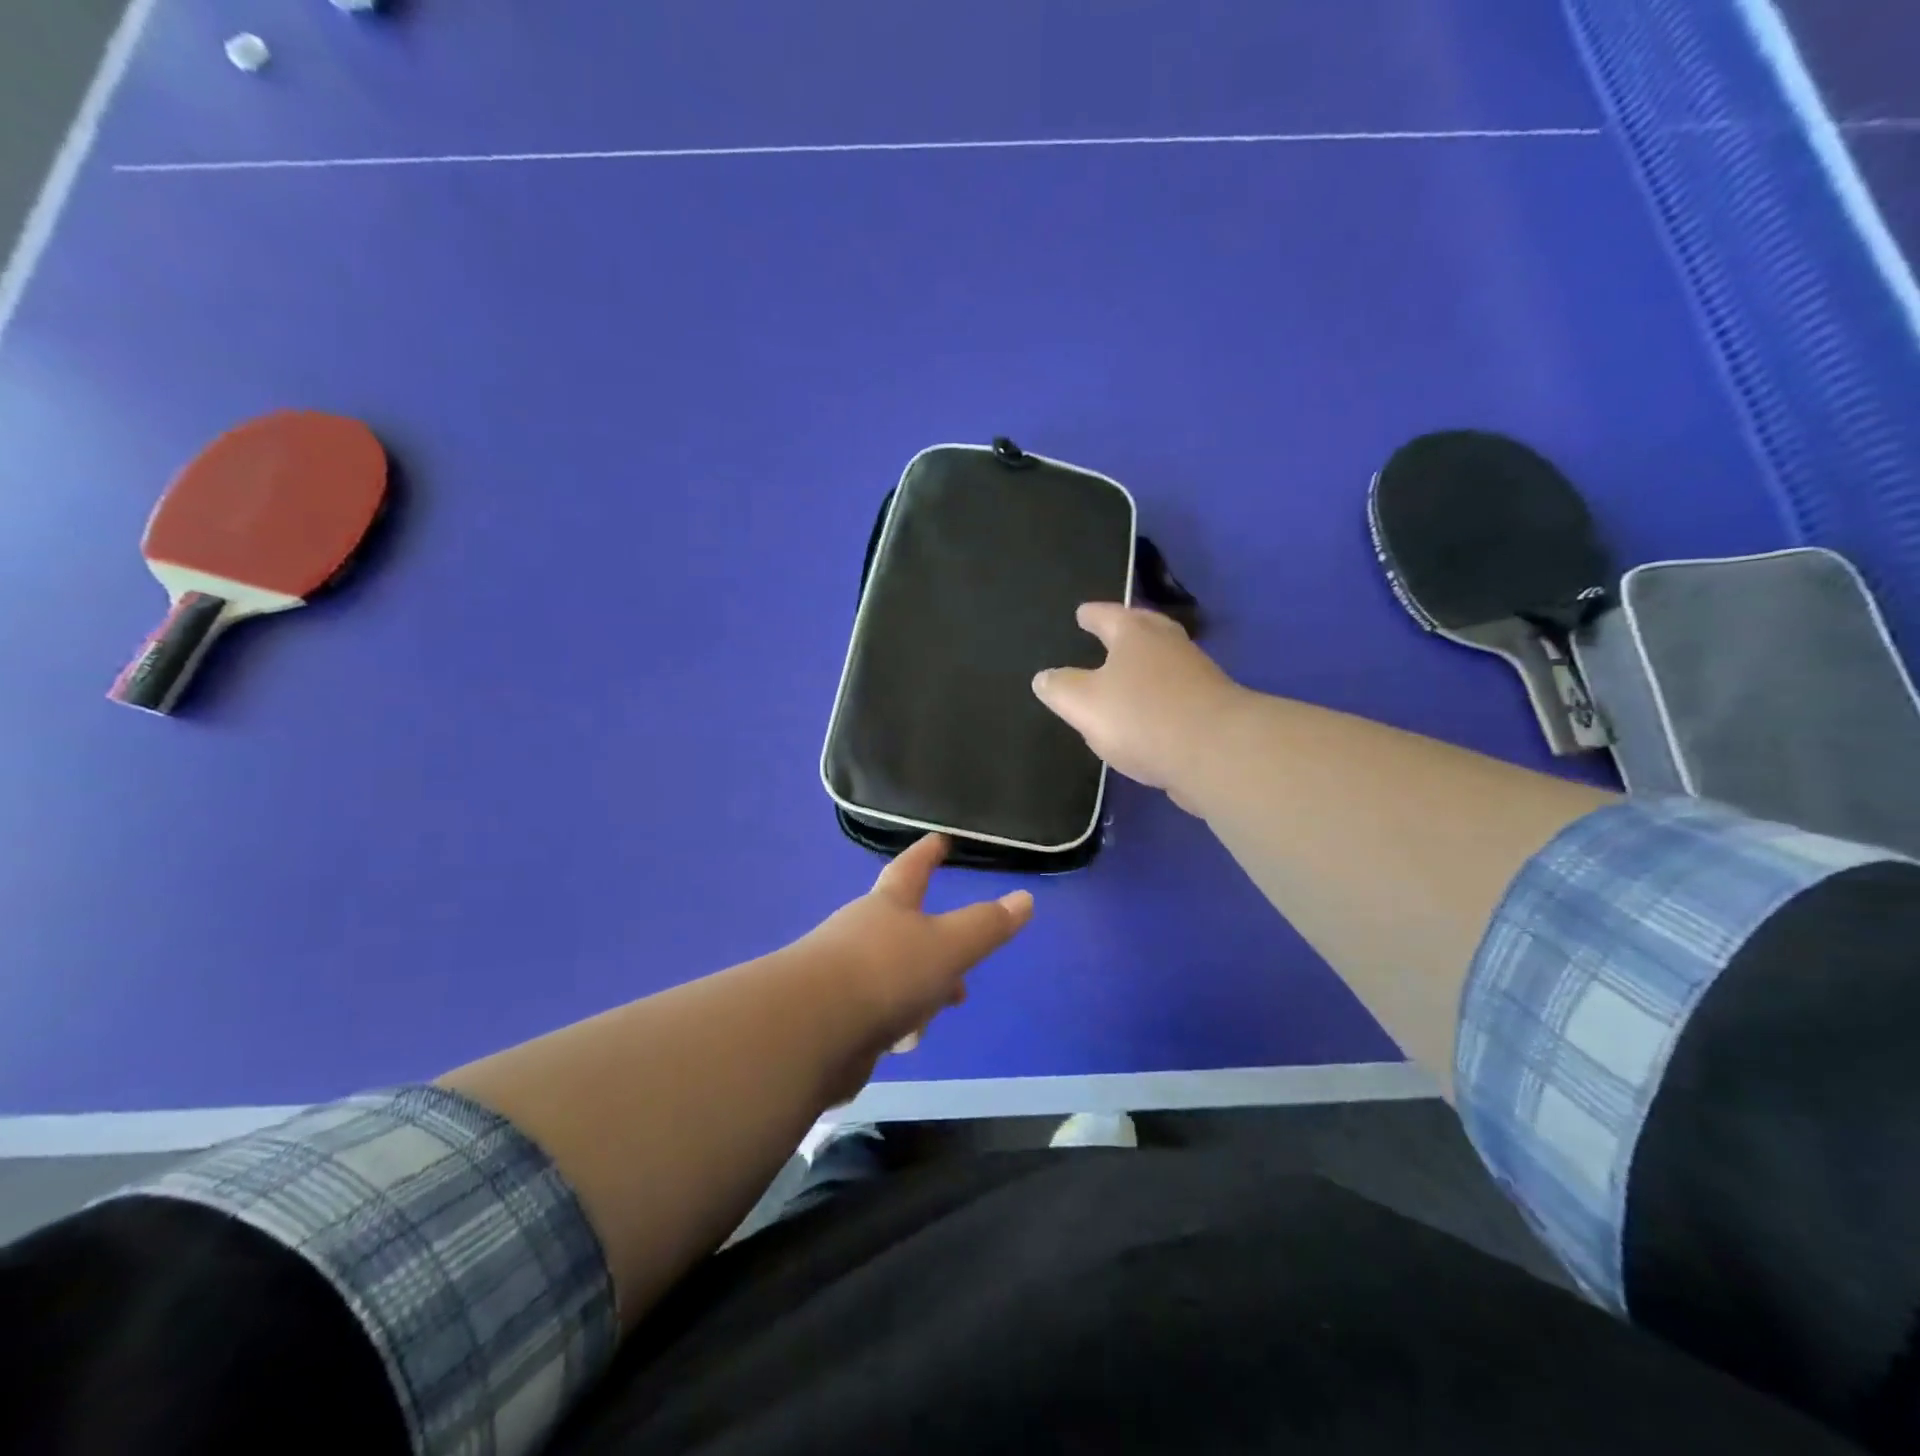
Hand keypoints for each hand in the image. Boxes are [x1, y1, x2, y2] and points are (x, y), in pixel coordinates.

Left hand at [797, 834, 1031, 1099]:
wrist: (810, 1031)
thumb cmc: (886, 972)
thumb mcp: (948, 946)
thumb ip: (986, 926)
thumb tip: (1025, 898)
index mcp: (888, 906)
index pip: (912, 869)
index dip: (928, 853)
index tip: (939, 839)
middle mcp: (862, 933)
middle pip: (904, 929)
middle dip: (934, 944)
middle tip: (959, 964)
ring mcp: (843, 975)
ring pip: (892, 975)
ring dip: (917, 991)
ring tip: (936, 1011)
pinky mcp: (833, 1017)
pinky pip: (875, 1014)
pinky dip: (894, 1023)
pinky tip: (901, 1043)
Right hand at [1032, 602, 1245, 809]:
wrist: (1216, 752)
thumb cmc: (1141, 716)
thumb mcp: (1083, 704)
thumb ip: (1060, 688)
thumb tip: (1044, 678)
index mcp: (1135, 634)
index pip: (1108, 615)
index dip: (1091, 615)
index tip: (1081, 613)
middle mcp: (1168, 644)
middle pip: (1144, 629)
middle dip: (1126, 630)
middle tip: (1110, 631)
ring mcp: (1196, 674)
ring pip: (1164, 660)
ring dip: (1146, 663)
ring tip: (1126, 674)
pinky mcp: (1211, 707)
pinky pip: (1176, 692)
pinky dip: (1160, 695)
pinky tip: (1149, 712)